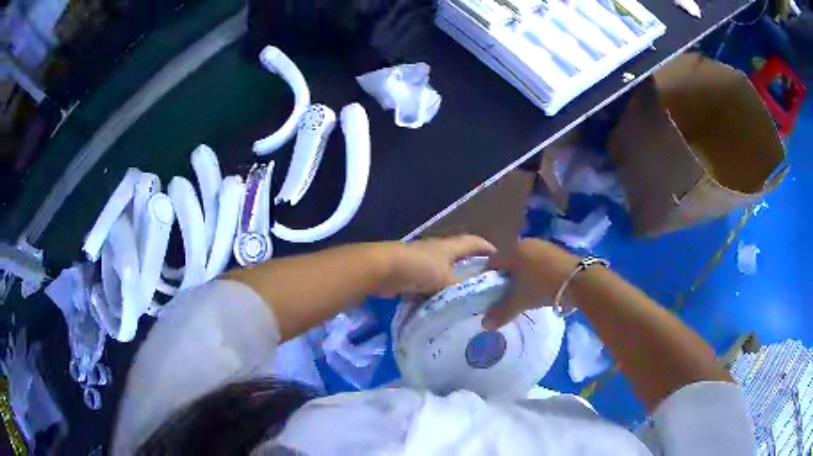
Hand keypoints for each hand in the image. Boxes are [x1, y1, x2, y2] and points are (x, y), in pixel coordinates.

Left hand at [375, 235, 496, 297]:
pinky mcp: (413, 276)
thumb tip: (480, 294)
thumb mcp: (446, 278)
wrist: (382, 269)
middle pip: (462, 259)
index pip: (475, 243)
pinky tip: (446, 307)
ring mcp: (425, 263)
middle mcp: (440, 252)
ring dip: (456, 284)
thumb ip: (463, 285)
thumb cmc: (418, 268)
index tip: (502, 263)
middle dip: (475, 271)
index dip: (489, 249)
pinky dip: (439, 294)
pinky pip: (432, 285)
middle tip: (488, 288)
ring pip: (447, 274)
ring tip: (470, 301)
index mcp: (451, 247)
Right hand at [482, 239, 579, 329]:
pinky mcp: (556, 251)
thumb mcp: (519, 302)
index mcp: (512, 250)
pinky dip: (536, 273)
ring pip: (524, 262)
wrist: (578, 280)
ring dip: (522, 276)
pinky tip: (540, 286)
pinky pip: (538, 262)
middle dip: (506, 278)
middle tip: (507, 295)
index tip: (490, 294)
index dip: (488, 279)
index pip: (492, 262)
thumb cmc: (542, 286)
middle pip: (509, 261)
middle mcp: (526, 243)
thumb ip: (500, 312)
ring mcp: (543, 245)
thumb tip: (484, 325)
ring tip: (525, 293)